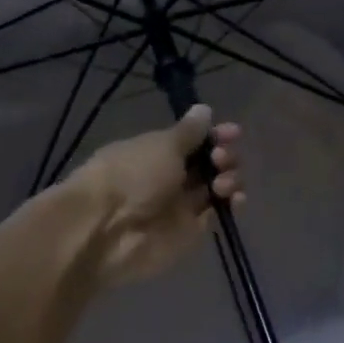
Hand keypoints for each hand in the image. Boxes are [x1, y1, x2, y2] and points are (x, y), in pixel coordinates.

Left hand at [66, 105, 243, 288]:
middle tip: (220, 159)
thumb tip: (204, 110)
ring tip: (222, 183)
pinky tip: (235, 199)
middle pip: (209, 164)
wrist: (107, 229)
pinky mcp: (190, 232)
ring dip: (229, 179)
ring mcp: (180, 206)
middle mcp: (170, 177)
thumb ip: (189, 132)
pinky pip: (217, 215)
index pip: (194, 140)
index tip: (233, 132)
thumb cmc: (132, 175)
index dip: (215, 135)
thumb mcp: (162, 145)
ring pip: (216, 188)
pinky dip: (231, 205)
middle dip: (224, 156)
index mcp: (157, 151)